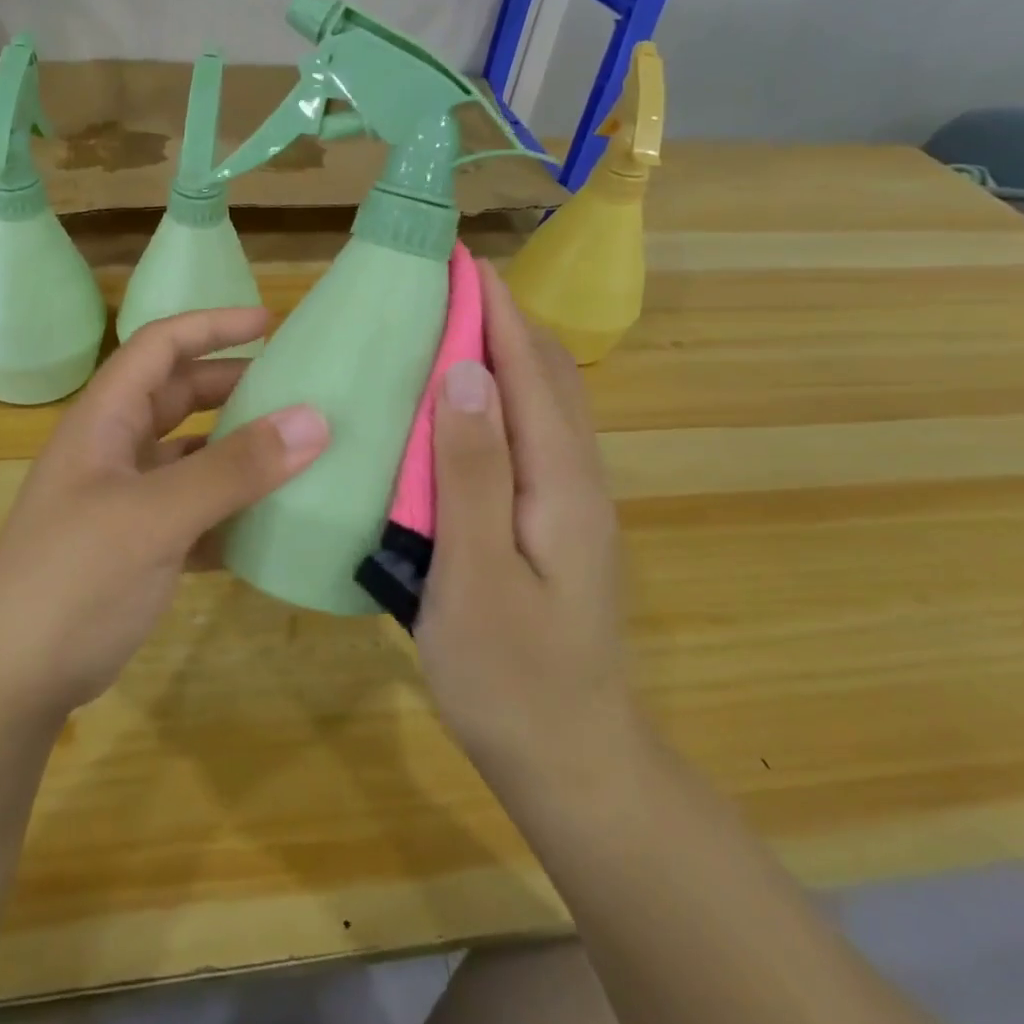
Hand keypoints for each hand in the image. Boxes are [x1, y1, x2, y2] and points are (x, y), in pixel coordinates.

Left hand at [0, 307, 328, 722]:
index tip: (269, 323)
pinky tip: (271, 519)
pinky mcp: (140, 544)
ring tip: (297, 449)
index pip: (159, 346)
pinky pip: (195, 509)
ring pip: (191, 455)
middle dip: (233, 386)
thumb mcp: (155, 517)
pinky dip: (230, 507)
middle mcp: (114, 449)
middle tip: (295, 388)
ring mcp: (125, 499)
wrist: (13, 679)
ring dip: (237, 450)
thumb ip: (234, 469)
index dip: (212, 326)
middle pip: (179, 396)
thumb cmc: (74, 578)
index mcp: (104, 420)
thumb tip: (314, 420)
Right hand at [416, 261, 641, 793]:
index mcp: (561, 482)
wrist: (573, 763)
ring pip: (544, 402)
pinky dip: (502, 394)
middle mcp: (577, 478)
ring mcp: (571, 502)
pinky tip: (463, 402)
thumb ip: (472, 473)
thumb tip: (463, 371)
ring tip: (452, 321)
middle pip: (549, 375)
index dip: (496, 310)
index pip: (531, 370)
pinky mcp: (554, 522)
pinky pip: (531, 434)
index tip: (458, 259)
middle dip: (504, 317)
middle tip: (446, 282)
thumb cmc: (512, 678)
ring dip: (505, 350)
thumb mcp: (477, 576)